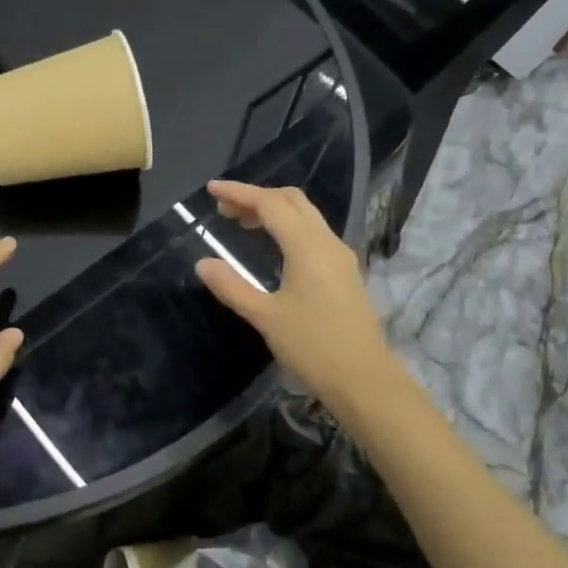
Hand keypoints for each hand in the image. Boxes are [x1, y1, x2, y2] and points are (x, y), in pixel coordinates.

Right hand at [193, 180, 395, 410]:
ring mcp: (339, 256)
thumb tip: (203, 263)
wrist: (364, 378)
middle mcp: (326, 242)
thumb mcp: (265, 317)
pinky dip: (288, 227)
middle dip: (256, 197)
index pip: (270, 204)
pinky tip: (273, 247)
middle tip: (224, 208)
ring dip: (273, 211)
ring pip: (305, 216)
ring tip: (241, 223)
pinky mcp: (344, 272)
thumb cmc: (312, 346)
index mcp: (306, 246)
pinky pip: (313, 233)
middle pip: (291, 201)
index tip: (211, 189)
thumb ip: (232, 287)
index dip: (239, 193)